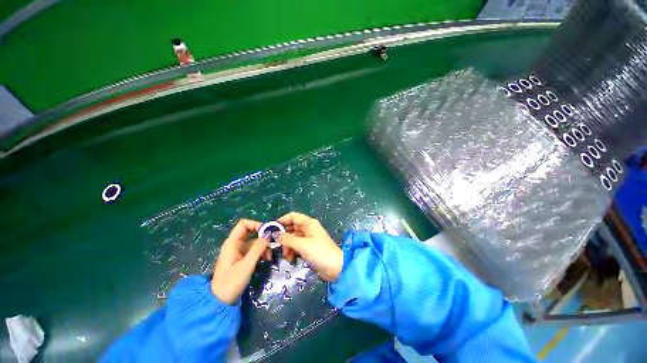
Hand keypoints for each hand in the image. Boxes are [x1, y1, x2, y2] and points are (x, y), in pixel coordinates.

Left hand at [212, 219, 269, 303]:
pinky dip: (261, 252)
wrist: (220, 302)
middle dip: (262, 237)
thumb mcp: (246, 265)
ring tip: (270, 256)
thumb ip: (258, 248)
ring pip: (254, 242)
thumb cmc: (231, 282)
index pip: (243, 224)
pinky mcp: (241, 259)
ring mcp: (238, 252)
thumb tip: (268, 234)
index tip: (267, 232)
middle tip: (272, 244)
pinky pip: (253, 250)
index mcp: (232, 243)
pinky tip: (266, 259)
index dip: (255, 224)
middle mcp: (235, 244)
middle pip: (251, 233)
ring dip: (263, 246)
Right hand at [277, 212, 342, 281]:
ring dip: (287, 245)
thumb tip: (275, 234)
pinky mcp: (309, 247)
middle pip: (292, 227)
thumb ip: (287, 239)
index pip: (293, 216)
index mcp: (308, 223)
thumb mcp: (302, 244)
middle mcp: (308, 228)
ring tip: (285, 255)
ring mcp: (309, 238)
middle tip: (275, 244)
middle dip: (283, 235)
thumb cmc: (319, 252)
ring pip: (293, 237)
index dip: (282, 220)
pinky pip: (297, 245)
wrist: (335, 267)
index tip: (272, 229)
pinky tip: (290, 258)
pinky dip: (292, 250)